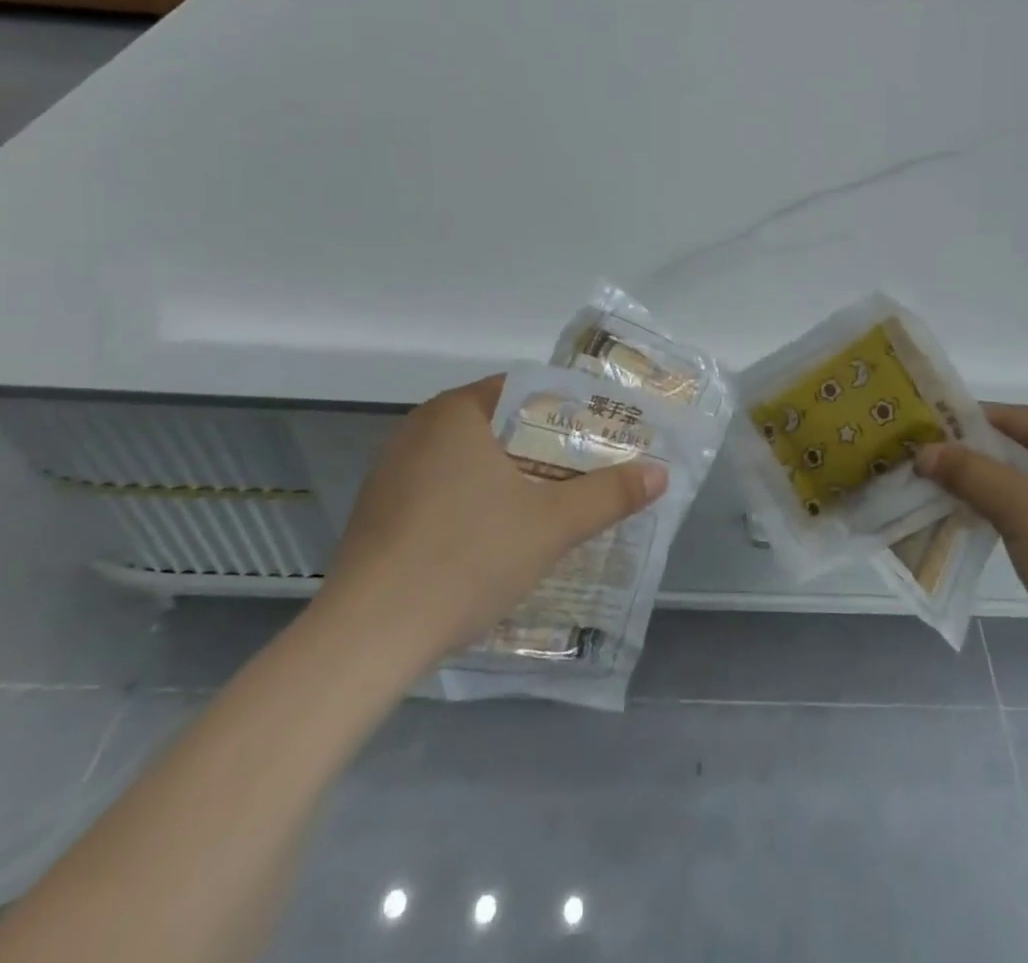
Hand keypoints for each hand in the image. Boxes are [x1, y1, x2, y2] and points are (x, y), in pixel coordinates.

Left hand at [311, 375, 667, 678]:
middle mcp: (419, 430)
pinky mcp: (378, 513)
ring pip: (470, 461)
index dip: (569, 410)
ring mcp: (392, 472)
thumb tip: (660, 473)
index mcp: (456, 412)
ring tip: (551, 505)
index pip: (526, 390)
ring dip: (510, 478)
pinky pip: (442, 491)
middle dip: (545, 448)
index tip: (600, 436)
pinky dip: (475, 502)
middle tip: (586, 472)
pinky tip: (495, 539)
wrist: (367, 637)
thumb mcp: (552, 525)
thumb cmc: (466, 557)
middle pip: (500, 426)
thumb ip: (610, 494)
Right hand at [916, 406, 1027, 700]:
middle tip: (930, 468)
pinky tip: (985, 525)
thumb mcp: (1021, 512)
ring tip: (948, 497)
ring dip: (995, 490)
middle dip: (981, 461)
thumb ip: (969, 472)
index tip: (926, 435)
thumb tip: (924, 450)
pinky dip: (1018, 515)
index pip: (1024, 419)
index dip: (971, 426)